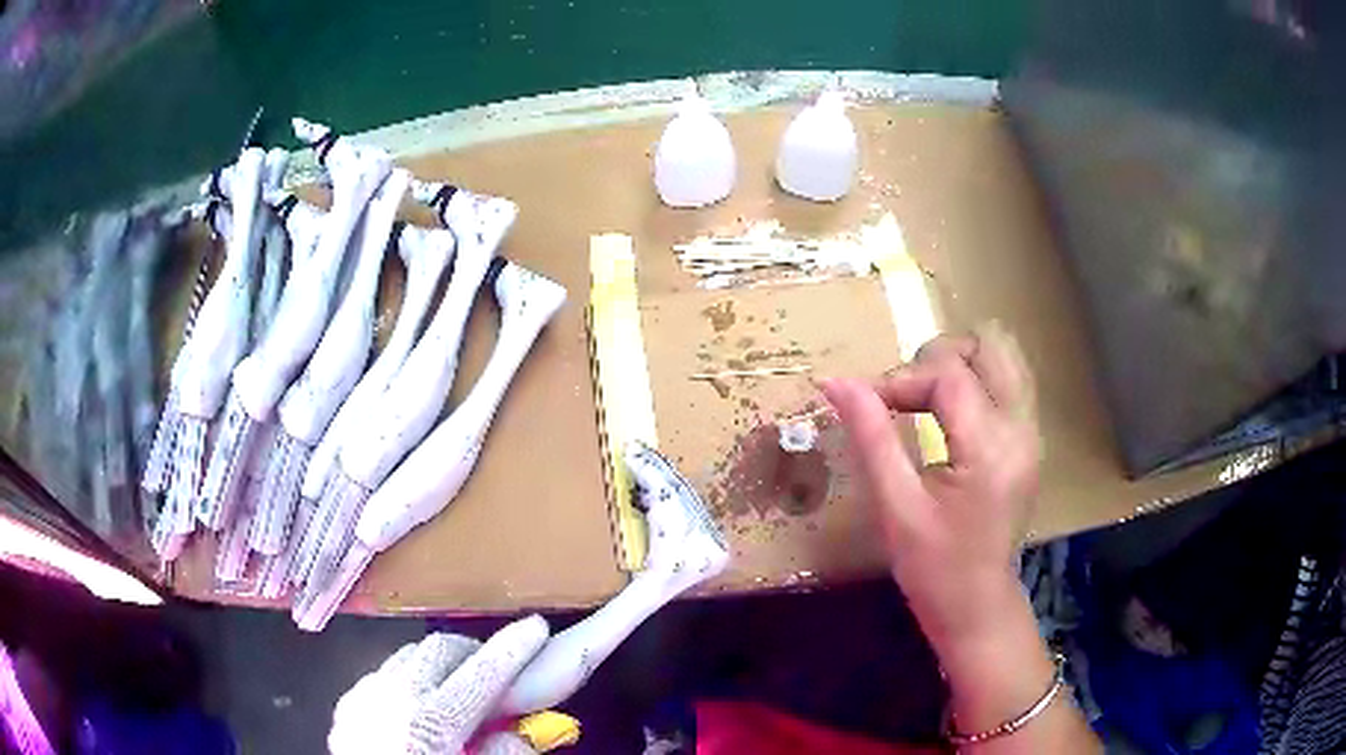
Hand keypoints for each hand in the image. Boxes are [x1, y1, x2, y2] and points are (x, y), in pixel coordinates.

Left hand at [329, 617, 548, 754]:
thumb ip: (504, 754)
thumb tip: (529, 731)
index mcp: (430, 724)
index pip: (482, 672)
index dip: (514, 648)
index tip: (537, 626)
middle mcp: (392, 698)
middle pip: (441, 649)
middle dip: (474, 652)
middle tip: (497, 674)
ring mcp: (363, 697)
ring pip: (409, 656)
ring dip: (439, 665)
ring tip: (455, 693)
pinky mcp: (346, 705)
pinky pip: (382, 675)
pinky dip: (408, 680)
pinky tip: (415, 709)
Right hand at [821, 323, 1039, 652]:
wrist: (978, 607)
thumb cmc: (934, 568)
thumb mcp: (896, 506)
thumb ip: (871, 435)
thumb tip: (833, 381)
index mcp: (989, 447)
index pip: (948, 374)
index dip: (900, 377)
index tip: (866, 403)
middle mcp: (1021, 428)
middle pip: (989, 345)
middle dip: (937, 357)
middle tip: (902, 396)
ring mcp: (1032, 432)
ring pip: (1004, 356)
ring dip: (959, 364)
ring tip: (924, 399)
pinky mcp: (1029, 441)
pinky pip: (1008, 381)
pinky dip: (975, 380)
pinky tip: (948, 414)